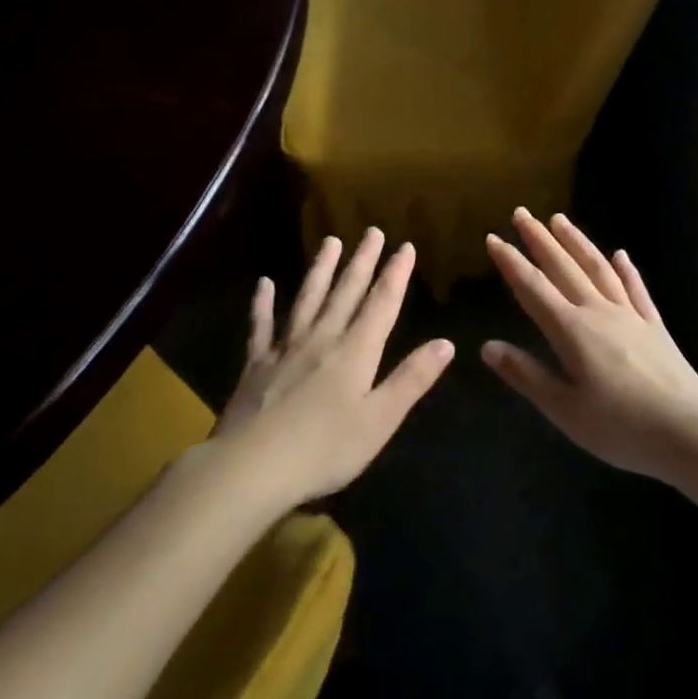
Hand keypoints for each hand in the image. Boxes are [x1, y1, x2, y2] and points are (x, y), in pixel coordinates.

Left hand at [213, 228, 453, 507]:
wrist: (251, 467)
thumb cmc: (324, 449)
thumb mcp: (380, 420)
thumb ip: (411, 379)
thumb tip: (446, 343)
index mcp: (355, 352)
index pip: (381, 304)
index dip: (395, 275)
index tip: (405, 246)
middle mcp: (322, 339)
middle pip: (346, 292)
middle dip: (362, 261)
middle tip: (372, 231)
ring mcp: (285, 348)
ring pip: (308, 299)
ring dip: (321, 269)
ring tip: (331, 241)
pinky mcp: (256, 364)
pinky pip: (261, 325)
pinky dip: (262, 303)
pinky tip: (264, 283)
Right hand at [482, 210, 697, 482]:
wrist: (689, 432)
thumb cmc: (620, 427)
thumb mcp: (564, 409)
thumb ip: (526, 375)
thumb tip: (487, 347)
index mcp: (572, 331)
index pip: (533, 288)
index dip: (511, 262)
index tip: (493, 238)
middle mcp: (599, 312)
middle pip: (564, 268)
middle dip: (539, 239)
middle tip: (522, 213)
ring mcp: (630, 316)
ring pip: (598, 269)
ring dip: (577, 242)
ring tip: (560, 220)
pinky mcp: (655, 326)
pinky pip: (636, 289)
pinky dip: (625, 270)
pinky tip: (620, 255)